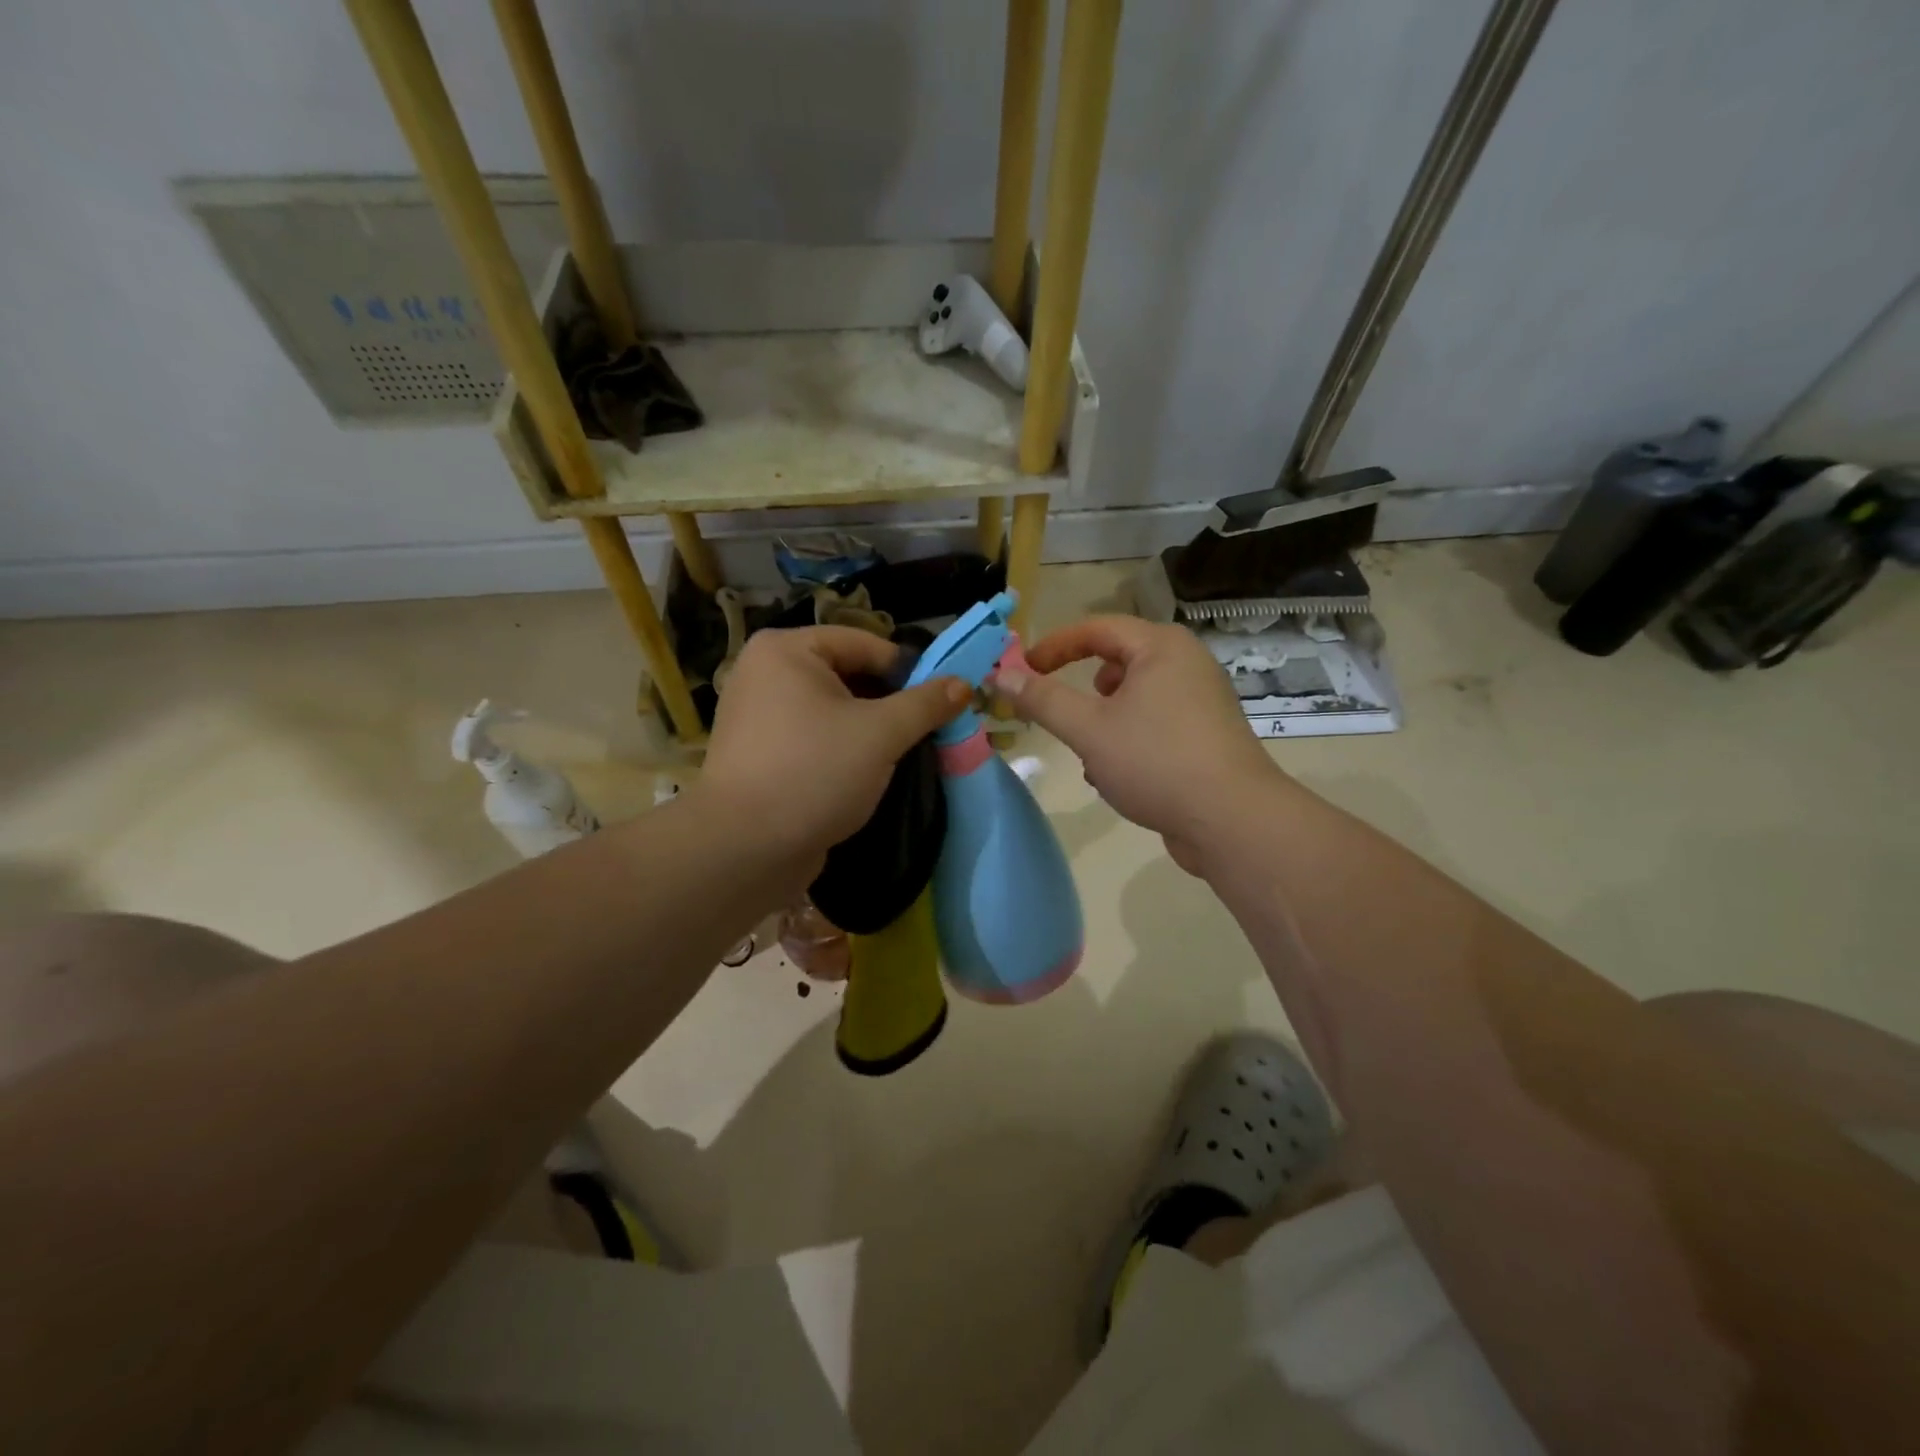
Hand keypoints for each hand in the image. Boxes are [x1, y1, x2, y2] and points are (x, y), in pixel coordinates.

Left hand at [699, 627, 968, 867]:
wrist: (744, 849)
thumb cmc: (814, 772)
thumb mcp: (882, 734)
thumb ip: (926, 704)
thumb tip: (962, 684)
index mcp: (786, 649)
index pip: (865, 644)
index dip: (908, 670)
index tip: (941, 701)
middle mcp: (764, 672)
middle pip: (847, 675)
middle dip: (889, 703)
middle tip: (925, 731)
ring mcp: (757, 715)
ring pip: (832, 710)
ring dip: (869, 729)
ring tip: (901, 754)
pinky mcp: (759, 753)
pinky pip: (813, 737)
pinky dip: (842, 749)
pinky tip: (866, 774)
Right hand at [992, 616, 1287, 874]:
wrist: (1232, 821)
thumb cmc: (1156, 761)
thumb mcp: (1088, 729)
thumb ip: (1043, 700)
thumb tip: (1002, 675)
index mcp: (1161, 648)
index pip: (1097, 629)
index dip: (1054, 646)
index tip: (1023, 670)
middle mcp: (1187, 664)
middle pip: (1119, 662)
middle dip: (1084, 692)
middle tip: (1062, 716)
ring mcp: (1202, 702)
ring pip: (1135, 699)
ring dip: (1104, 722)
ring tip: (1091, 754)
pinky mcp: (1207, 737)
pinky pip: (1155, 725)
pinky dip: (1129, 740)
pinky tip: (1117, 778)